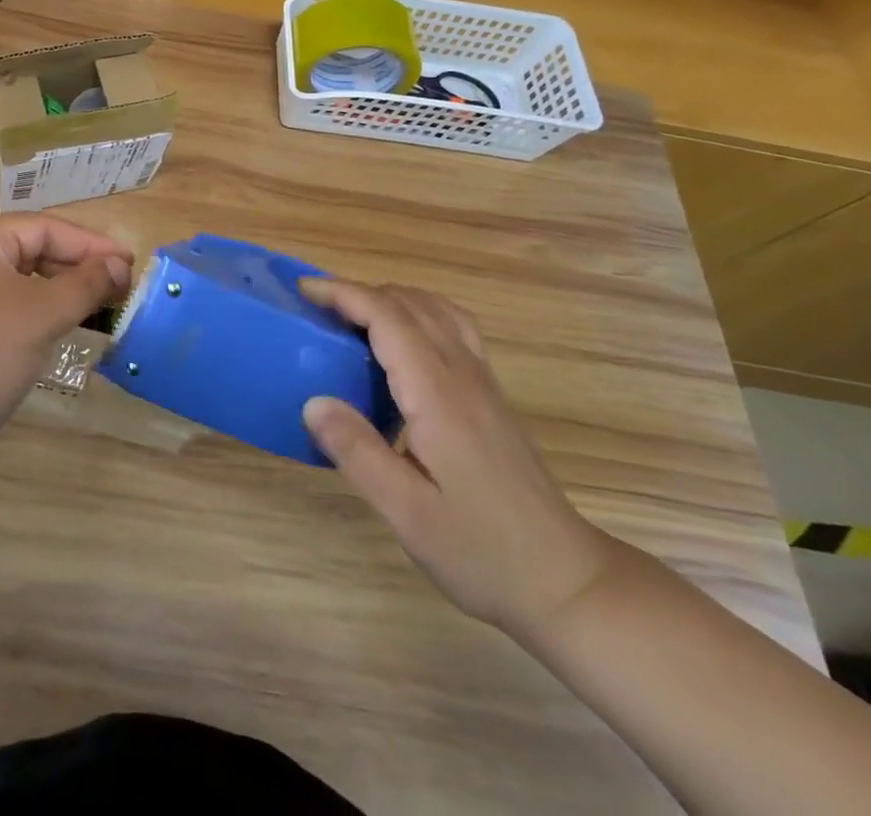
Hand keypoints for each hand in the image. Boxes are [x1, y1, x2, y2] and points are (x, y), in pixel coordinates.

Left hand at [0, 215, 131, 456]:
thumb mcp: (43, 315)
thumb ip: (86, 284)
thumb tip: (120, 265)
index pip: (42, 228)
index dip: (90, 243)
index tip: (130, 263)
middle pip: (31, 249)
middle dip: (78, 266)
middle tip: (121, 287)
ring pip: (22, 280)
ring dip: (62, 290)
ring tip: (101, 306)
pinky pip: (9, 305)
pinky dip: (40, 311)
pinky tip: (66, 326)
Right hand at [300, 279, 615, 637]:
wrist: (566, 582)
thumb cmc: (481, 551)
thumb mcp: (407, 513)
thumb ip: (357, 453)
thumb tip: (312, 401)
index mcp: (438, 394)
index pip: (388, 317)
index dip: (343, 293)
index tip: (304, 289)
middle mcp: (463, 374)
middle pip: (411, 303)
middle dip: (360, 292)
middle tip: (316, 309)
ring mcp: (483, 383)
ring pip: (437, 309)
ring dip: (391, 299)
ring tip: (353, 318)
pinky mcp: (491, 396)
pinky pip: (453, 328)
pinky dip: (418, 314)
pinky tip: (401, 345)